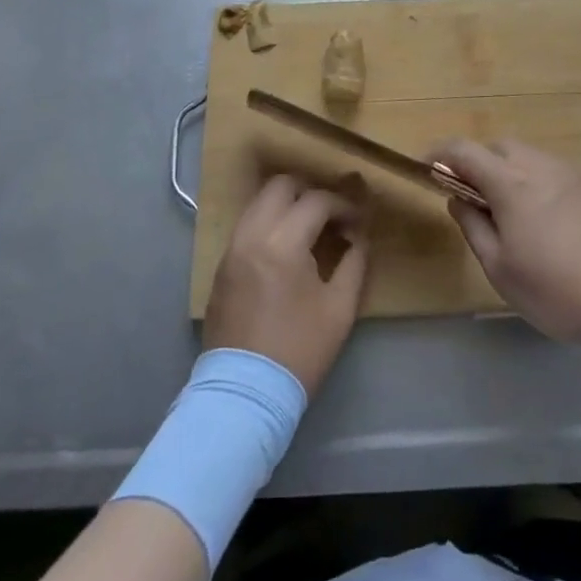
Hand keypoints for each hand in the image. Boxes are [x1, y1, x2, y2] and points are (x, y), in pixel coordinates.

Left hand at [204, 175, 370, 395]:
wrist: (244, 395)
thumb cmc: (299, 351)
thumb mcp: (340, 308)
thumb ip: (355, 261)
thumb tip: (359, 235)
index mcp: (282, 242)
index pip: (317, 200)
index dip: (343, 205)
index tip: (358, 222)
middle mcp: (252, 234)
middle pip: (281, 185)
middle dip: (310, 192)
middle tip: (331, 214)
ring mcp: (232, 248)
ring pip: (260, 201)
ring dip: (287, 204)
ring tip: (310, 227)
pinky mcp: (221, 265)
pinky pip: (247, 224)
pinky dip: (269, 222)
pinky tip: (286, 246)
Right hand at [435, 139, 580, 348]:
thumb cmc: (560, 291)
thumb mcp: (502, 271)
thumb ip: (474, 228)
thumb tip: (458, 198)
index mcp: (510, 183)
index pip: (464, 150)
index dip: (440, 153)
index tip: (427, 166)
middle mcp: (541, 165)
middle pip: (501, 147)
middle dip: (481, 164)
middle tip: (478, 200)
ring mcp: (576, 171)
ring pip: (534, 159)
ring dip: (516, 175)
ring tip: (522, 218)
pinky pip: (562, 174)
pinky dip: (547, 186)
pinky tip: (562, 225)